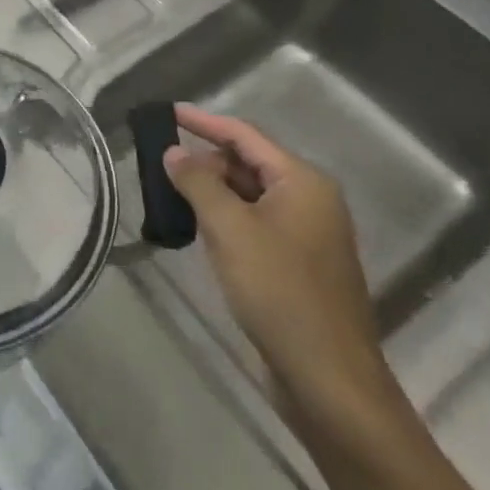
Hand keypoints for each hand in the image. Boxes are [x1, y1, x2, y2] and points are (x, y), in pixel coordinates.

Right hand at [162, 107, 399, 431]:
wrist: (328, 377)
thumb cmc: (279, 291)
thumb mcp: (229, 229)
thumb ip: (198, 183)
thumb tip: (174, 153)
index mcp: (303, 182)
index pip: (245, 135)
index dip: (204, 122)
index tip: (167, 112)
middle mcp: (311, 200)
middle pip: (249, 163)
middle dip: (206, 159)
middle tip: (161, 163)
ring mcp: (307, 233)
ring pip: (251, 195)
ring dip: (213, 190)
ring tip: (170, 192)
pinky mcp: (299, 263)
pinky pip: (256, 223)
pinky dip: (226, 217)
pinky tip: (198, 228)